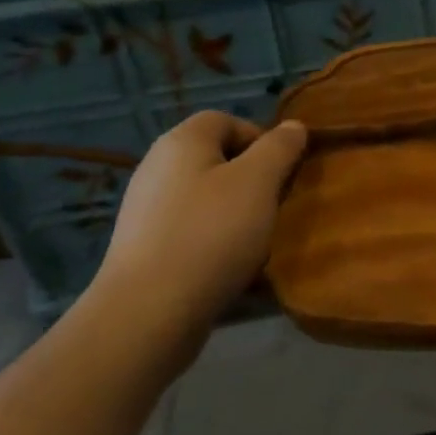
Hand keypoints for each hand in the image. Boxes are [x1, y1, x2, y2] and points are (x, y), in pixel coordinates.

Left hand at [88, 112, 307, 354]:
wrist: (146, 314)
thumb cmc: (210, 234)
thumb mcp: (260, 181)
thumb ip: (280, 147)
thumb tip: (293, 127)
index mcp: (181, 141)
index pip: (226, 120)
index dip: (260, 138)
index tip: (282, 171)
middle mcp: (157, 167)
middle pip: (216, 159)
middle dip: (251, 179)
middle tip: (273, 206)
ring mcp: (145, 210)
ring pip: (205, 198)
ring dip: (234, 214)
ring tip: (255, 241)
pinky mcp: (142, 249)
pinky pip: (189, 231)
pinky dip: (212, 242)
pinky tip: (227, 267)